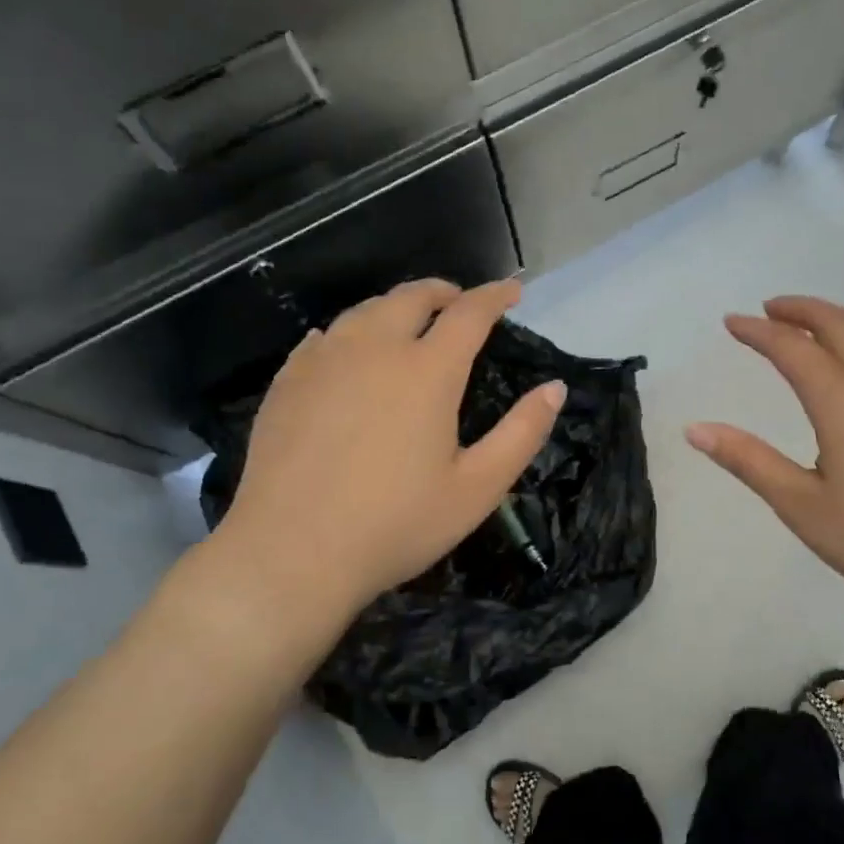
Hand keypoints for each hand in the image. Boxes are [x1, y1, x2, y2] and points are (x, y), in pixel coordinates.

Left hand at [203, 278, 563, 641]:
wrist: (291, 553)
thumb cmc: (396, 524)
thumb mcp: (478, 488)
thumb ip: (523, 432)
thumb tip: (555, 388)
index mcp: (427, 371)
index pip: (469, 313)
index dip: (495, 296)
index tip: (513, 290)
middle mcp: (375, 349)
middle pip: (412, 297)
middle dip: (444, 292)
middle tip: (461, 304)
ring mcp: (324, 361)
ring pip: (366, 310)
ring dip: (397, 307)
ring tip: (411, 323)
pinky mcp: (288, 382)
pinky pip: (326, 336)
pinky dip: (352, 332)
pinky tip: (350, 350)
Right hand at [686, 297, 843, 626]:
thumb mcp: (803, 506)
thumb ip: (750, 462)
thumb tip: (696, 429)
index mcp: (843, 399)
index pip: (791, 347)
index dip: (758, 331)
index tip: (731, 322)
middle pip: (837, 325)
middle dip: (799, 310)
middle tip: (768, 309)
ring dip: (832, 325)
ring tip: (807, 332)